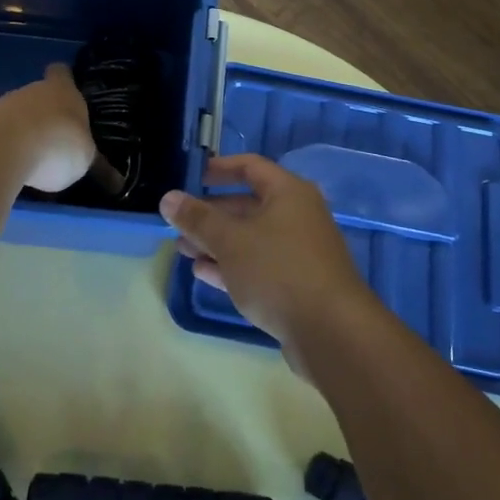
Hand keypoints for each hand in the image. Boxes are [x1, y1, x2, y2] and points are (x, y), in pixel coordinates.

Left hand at [0, 64, 96, 192]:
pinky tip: (10, 169)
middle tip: (54, 141)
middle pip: (38, 96)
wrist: (7, 147)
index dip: (64, 80)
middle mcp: (33, 91)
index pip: (62, 73)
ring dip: (23, 133)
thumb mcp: (85, 159)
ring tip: (31, 162)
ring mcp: (3, 106)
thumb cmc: (59, 145)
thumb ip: (87, 159)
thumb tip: (112, 179)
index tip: (66, 91)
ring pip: (16, 115)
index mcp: (63, 90)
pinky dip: (4, 148)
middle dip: (44, 116)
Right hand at [159, 154, 375, 358]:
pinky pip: (259, 265)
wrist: (331, 332)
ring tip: (182, 250)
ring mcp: (299, 252)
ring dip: (217, 242)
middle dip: (211, 214)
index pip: (250, 167)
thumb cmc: (278, 271)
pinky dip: (232, 265)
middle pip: (248, 205)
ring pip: (251, 238)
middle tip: (178, 223)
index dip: (219, 169)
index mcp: (288, 193)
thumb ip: (198, 219)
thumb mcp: (231, 241)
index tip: (190, 177)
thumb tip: (168, 198)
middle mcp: (298, 216)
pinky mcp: (297, 284)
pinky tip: (203, 273)